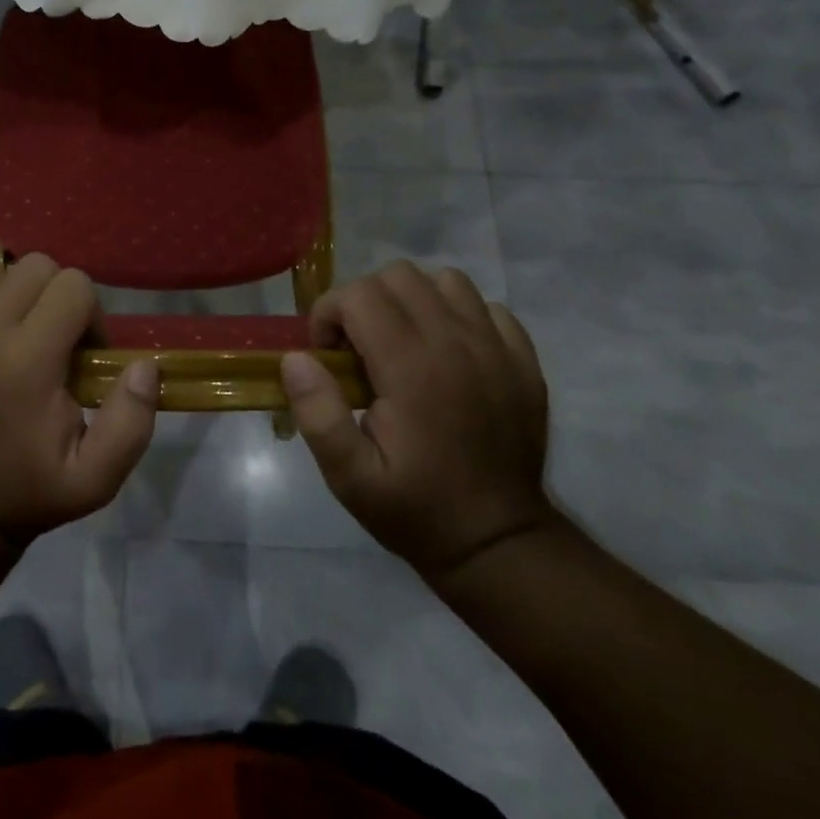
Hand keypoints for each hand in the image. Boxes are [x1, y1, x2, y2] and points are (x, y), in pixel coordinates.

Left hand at [0, 255, 159, 541]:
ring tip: (12, 331)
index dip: (89, 313)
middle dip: (53, 294)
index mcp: (28, 362)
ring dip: (9, 292)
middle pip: (33, 267)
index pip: (73, 286)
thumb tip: (144, 365)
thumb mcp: (96, 477)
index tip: (82, 351)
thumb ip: (131, 421)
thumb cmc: (29, 489)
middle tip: (52, 337)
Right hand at [280, 261, 557, 586]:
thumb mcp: (349, 477)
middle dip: (365, 301)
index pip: (359, 294)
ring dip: (413, 300)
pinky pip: (486, 307)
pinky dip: (459, 316)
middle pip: (399, 276)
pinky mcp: (524, 361)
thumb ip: (317, 413)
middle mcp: (457, 344)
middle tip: (359, 349)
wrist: (499, 542)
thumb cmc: (415, 508)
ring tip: (402, 342)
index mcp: (412, 368)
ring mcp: (497, 348)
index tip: (328, 355)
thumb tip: (296, 358)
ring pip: (445, 281)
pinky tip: (447, 354)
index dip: (329, 314)